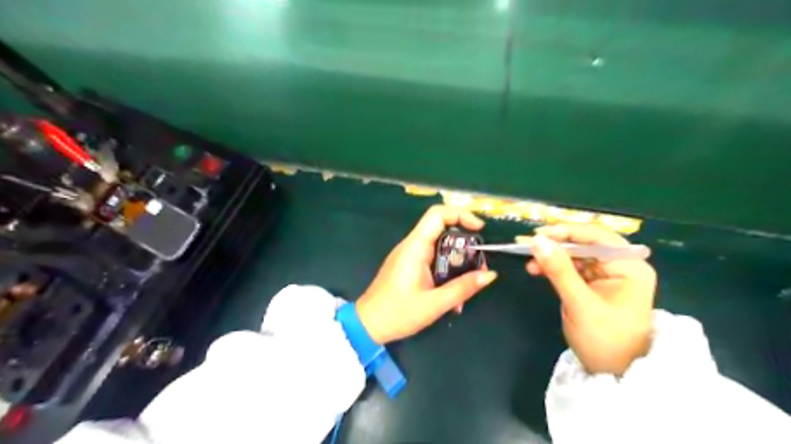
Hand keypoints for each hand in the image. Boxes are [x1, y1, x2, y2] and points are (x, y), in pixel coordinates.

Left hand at [357, 206, 496, 344]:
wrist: (368, 325)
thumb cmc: (398, 313)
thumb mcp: (434, 304)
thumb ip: (463, 288)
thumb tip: (489, 274)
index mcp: (415, 247)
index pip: (437, 214)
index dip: (461, 214)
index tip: (480, 230)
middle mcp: (412, 246)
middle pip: (443, 230)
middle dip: (465, 245)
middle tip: (479, 266)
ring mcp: (410, 255)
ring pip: (440, 247)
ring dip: (458, 262)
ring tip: (469, 284)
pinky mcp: (410, 266)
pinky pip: (433, 259)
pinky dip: (447, 270)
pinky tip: (453, 294)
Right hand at [524, 226, 654, 373]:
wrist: (615, 373)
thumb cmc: (604, 340)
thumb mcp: (579, 303)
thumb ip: (558, 270)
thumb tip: (537, 240)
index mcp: (629, 266)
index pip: (597, 236)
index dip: (566, 232)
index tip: (537, 234)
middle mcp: (622, 264)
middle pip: (585, 243)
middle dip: (556, 244)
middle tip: (528, 245)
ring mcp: (608, 273)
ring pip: (576, 254)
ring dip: (552, 256)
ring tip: (529, 261)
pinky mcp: (596, 283)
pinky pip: (573, 267)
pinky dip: (555, 267)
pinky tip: (537, 269)